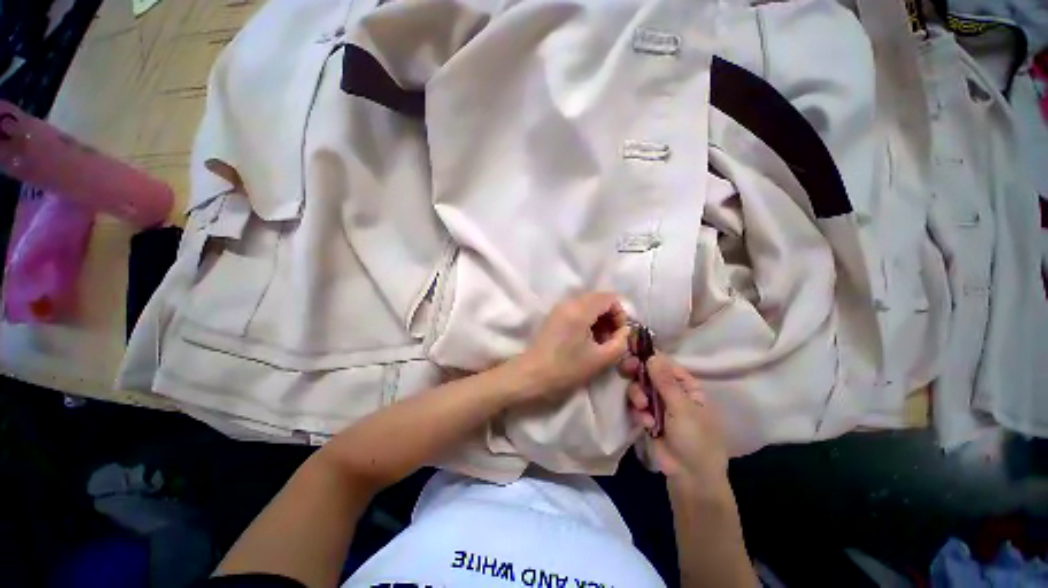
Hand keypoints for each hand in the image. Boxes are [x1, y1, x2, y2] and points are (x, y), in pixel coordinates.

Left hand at [511, 292, 630, 402]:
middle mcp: (568, 303)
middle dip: (610, 316)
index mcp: (580, 310)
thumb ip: (620, 342)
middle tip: (611, 339)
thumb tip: (625, 331)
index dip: (620, 314)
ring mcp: (559, 308)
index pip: (609, 298)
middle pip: (598, 298)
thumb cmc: (566, 369)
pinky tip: (586, 340)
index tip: (620, 334)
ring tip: (600, 341)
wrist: (532, 375)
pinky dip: (587, 320)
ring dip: (599, 319)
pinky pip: (577, 310)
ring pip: (588, 304)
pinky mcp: (554, 316)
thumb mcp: (600, 359)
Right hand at [624, 354, 729, 496]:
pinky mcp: (647, 418)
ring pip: (639, 388)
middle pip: (648, 373)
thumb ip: (664, 381)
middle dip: (638, 374)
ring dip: (638, 395)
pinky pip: (636, 406)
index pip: (665, 364)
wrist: (690, 477)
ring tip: (643, 408)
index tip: (632, 352)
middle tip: (627, 371)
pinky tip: (646, 424)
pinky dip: (639, 412)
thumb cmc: (695, 438)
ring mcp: (658, 405)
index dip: (649, 357)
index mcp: (686, 386)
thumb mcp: (682, 407)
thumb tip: (652, 355)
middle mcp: (671, 392)